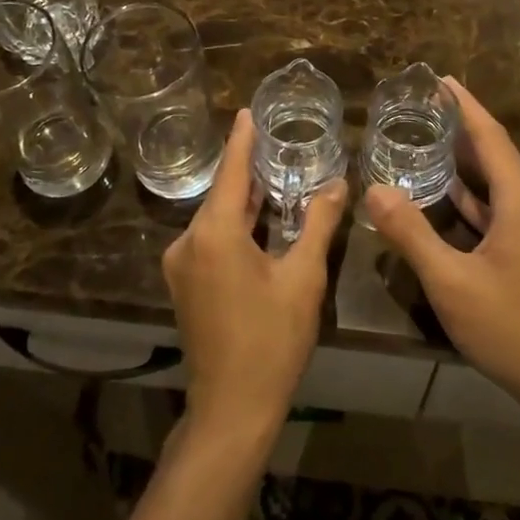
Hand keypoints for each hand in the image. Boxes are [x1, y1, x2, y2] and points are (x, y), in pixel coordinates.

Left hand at [163, 108, 347, 443]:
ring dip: (243, 200)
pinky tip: (258, 219)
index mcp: (214, 233)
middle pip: (222, 194)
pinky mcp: (184, 284)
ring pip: (216, 218)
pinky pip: (210, 239)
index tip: (247, 111)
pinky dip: (234, 225)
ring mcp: (182, 265)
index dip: (241, 140)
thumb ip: (319, 224)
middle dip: (247, 169)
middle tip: (276, 142)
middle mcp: (188, 242)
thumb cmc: (272, 340)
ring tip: (273, 175)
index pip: (230, 172)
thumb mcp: (303, 278)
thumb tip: (338, 184)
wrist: (232, 408)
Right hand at [365, 79, 519, 416]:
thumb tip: (374, 189)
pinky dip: (477, 194)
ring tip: (431, 141)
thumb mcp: (451, 282)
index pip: (491, 136)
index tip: (440, 79)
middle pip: (498, 153)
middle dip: (463, 127)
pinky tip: (451, 196)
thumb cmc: (510, 328)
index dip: (465, 106)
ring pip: (501, 182)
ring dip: (469, 161)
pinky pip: (504, 207)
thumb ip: (411, 233)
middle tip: (424, 108)